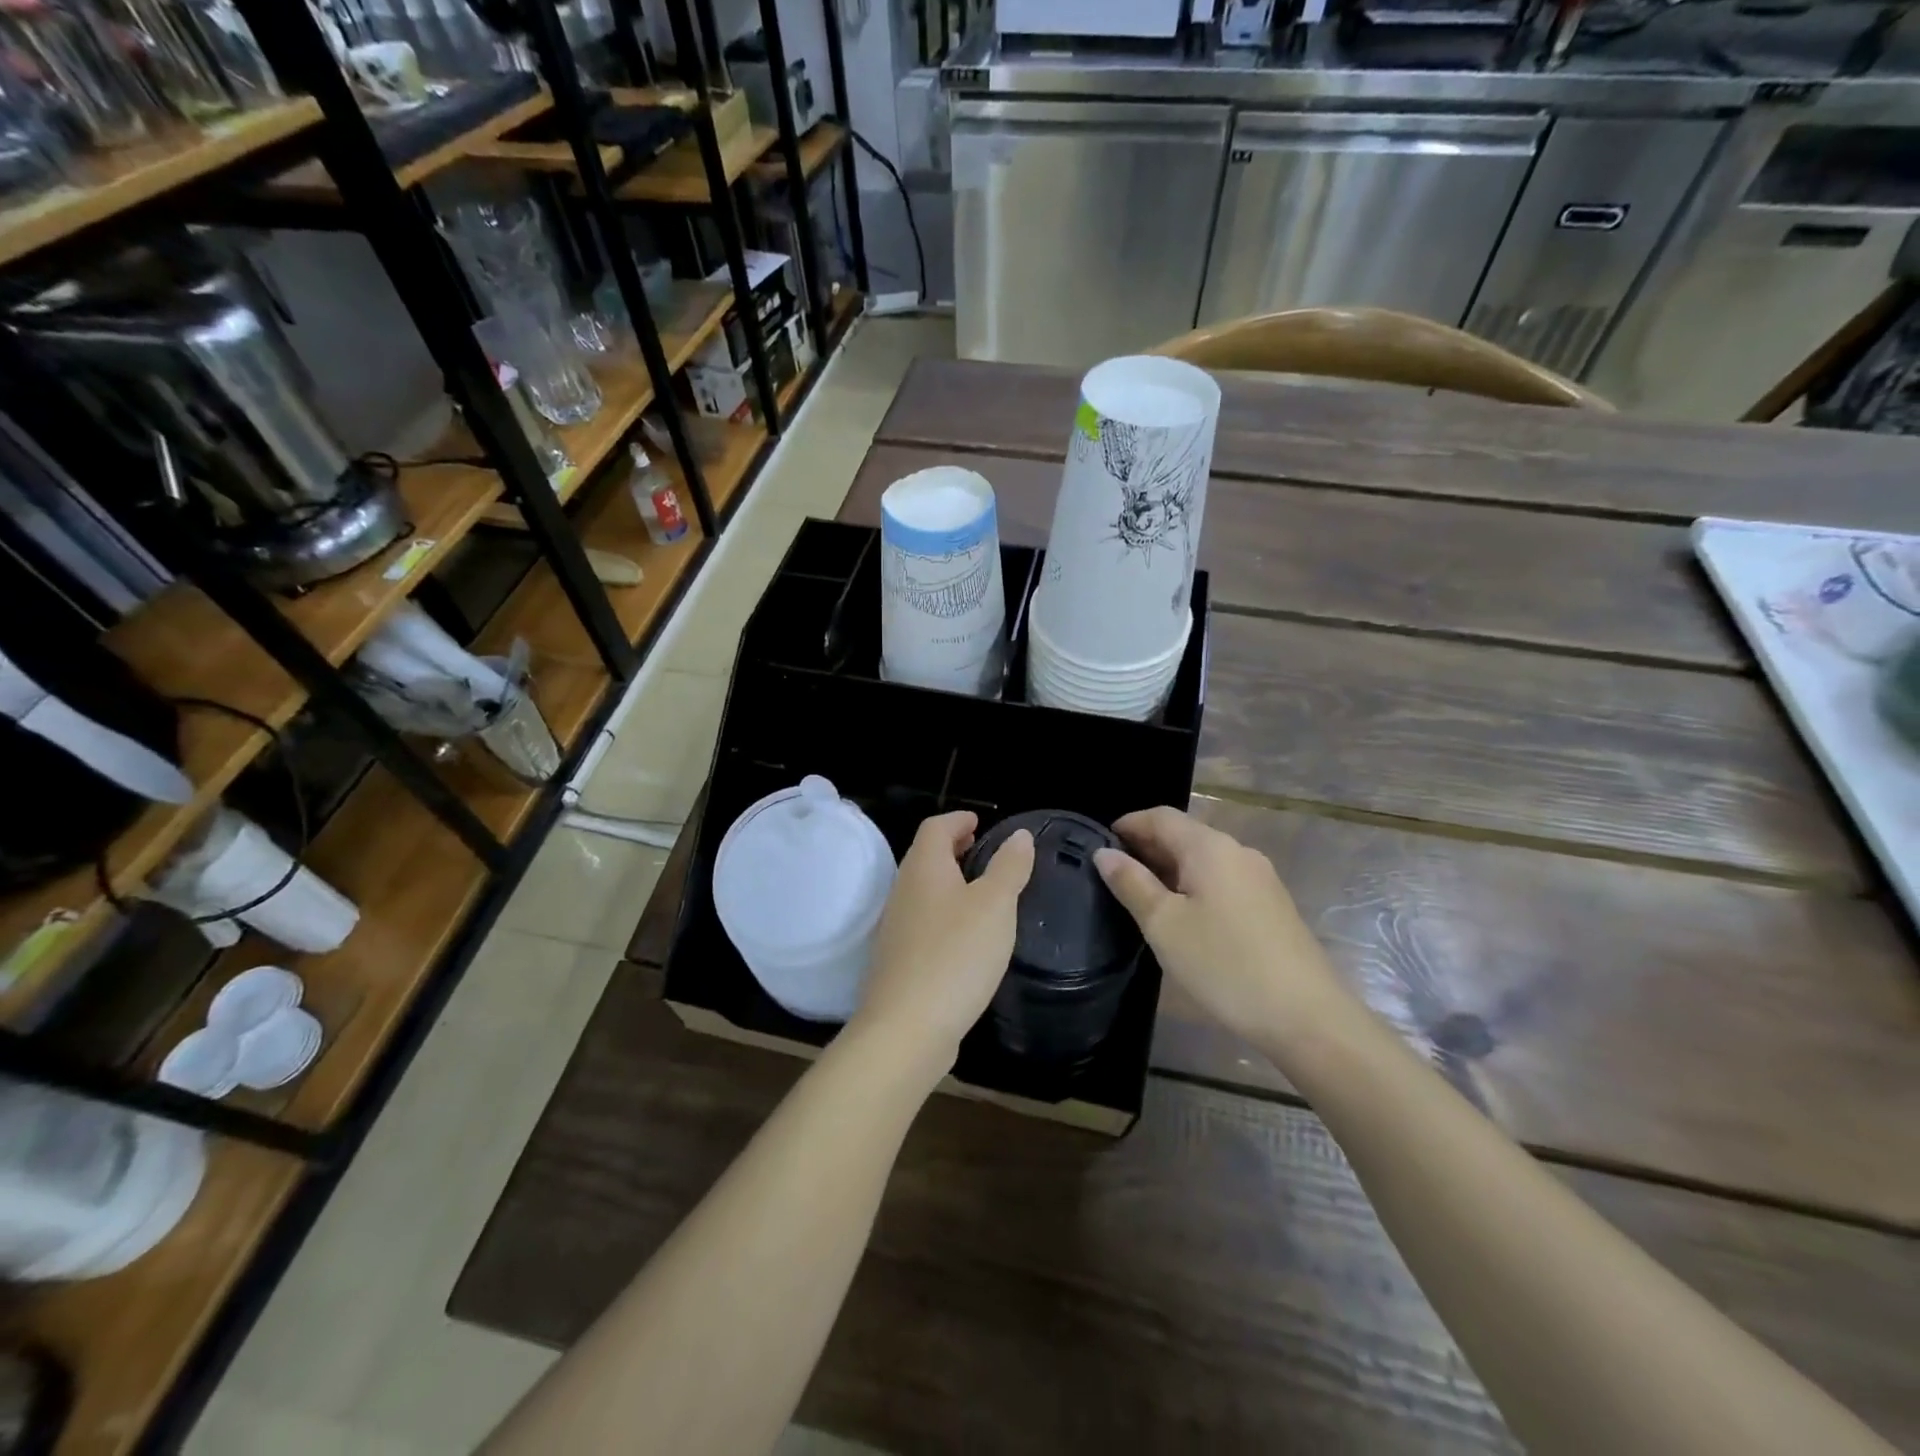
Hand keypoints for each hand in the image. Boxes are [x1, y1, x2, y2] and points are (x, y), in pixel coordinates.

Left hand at [853, 811, 1034, 1074]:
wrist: (906, 1029)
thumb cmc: (956, 955)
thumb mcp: (995, 905)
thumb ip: (1008, 867)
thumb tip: (1019, 835)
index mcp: (924, 868)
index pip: (935, 827)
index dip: (957, 819)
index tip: (979, 821)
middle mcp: (903, 891)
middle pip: (925, 856)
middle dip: (952, 848)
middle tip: (981, 849)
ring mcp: (896, 928)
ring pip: (923, 890)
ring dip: (948, 881)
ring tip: (980, 890)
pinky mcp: (898, 960)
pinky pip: (922, 920)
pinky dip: (944, 912)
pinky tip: (966, 936)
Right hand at [1094, 807, 1350, 1055]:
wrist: (1307, 1017)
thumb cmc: (1224, 964)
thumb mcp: (1164, 924)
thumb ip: (1131, 883)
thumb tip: (1104, 854)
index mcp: (1210, 847)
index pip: (1160, 817)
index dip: (1128, 824)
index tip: (1099, 845)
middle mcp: (1238, 852)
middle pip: (1184, 835)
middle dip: (1146, 848)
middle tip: (1113, 875)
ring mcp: (1260, 879)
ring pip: (1204, 860)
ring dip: (1169, 869)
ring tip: (1141, 898)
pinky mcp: (1272, 906)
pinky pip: (1222, 881)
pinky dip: (1194, 887)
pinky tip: (1182, 918)